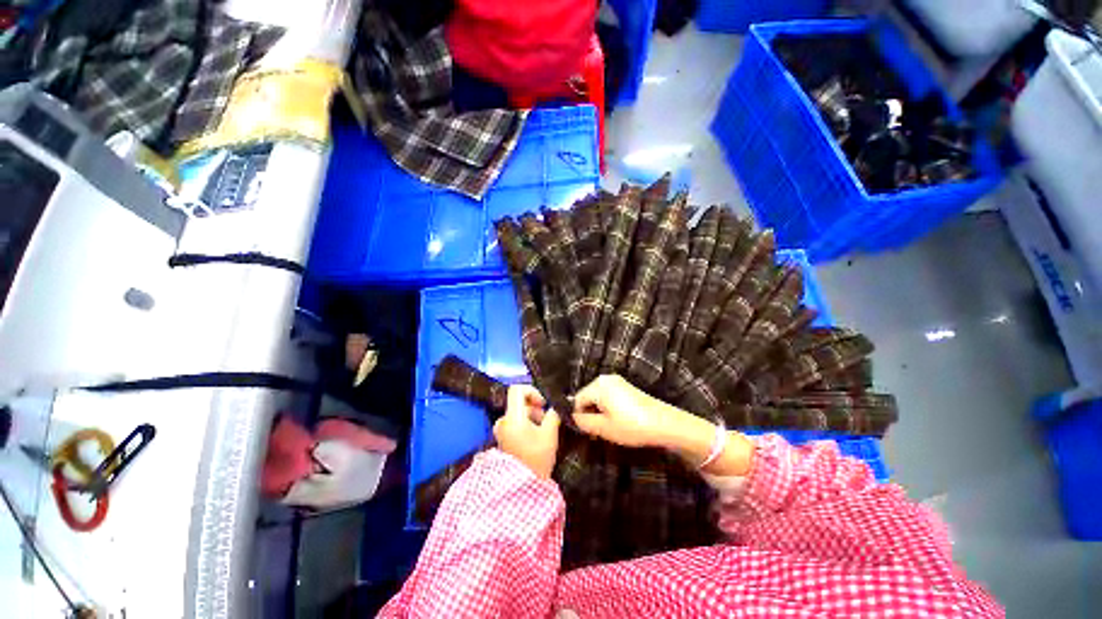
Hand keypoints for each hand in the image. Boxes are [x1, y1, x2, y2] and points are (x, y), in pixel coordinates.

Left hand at [494, 385, 559, 477]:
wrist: (522, 487)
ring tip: (542, 432)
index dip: (532, 391)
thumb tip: (556, 406)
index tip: (542, 404)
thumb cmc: (536, 459)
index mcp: (512, 416)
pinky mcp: (503, 438)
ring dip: (531, 417)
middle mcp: (503, 420)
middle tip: (546, 421)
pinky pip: (514, 423)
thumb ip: (553, 415)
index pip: (517, 389)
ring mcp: (501, 430)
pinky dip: (525, 425)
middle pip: (519, 402)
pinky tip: (534, 439)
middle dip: (535, 408)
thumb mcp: (550, 434)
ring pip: (518, 413)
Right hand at [574, 375, 753, 475]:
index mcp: (598, 385)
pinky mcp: (626, 387)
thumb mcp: (604, 428)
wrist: (664, 423)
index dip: (578, 417)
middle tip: (597, 432)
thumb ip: (584, 422)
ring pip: (598, 397)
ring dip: (599, 412)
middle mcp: (605, 379)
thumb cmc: (632, 425)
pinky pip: (608, 396)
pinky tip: (617, 421)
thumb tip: (573, 418)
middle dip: (589, 414)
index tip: (586, 432)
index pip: (577, 400)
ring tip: (608, 428)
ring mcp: (618, 382)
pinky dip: (608, 408)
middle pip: (588, 396)